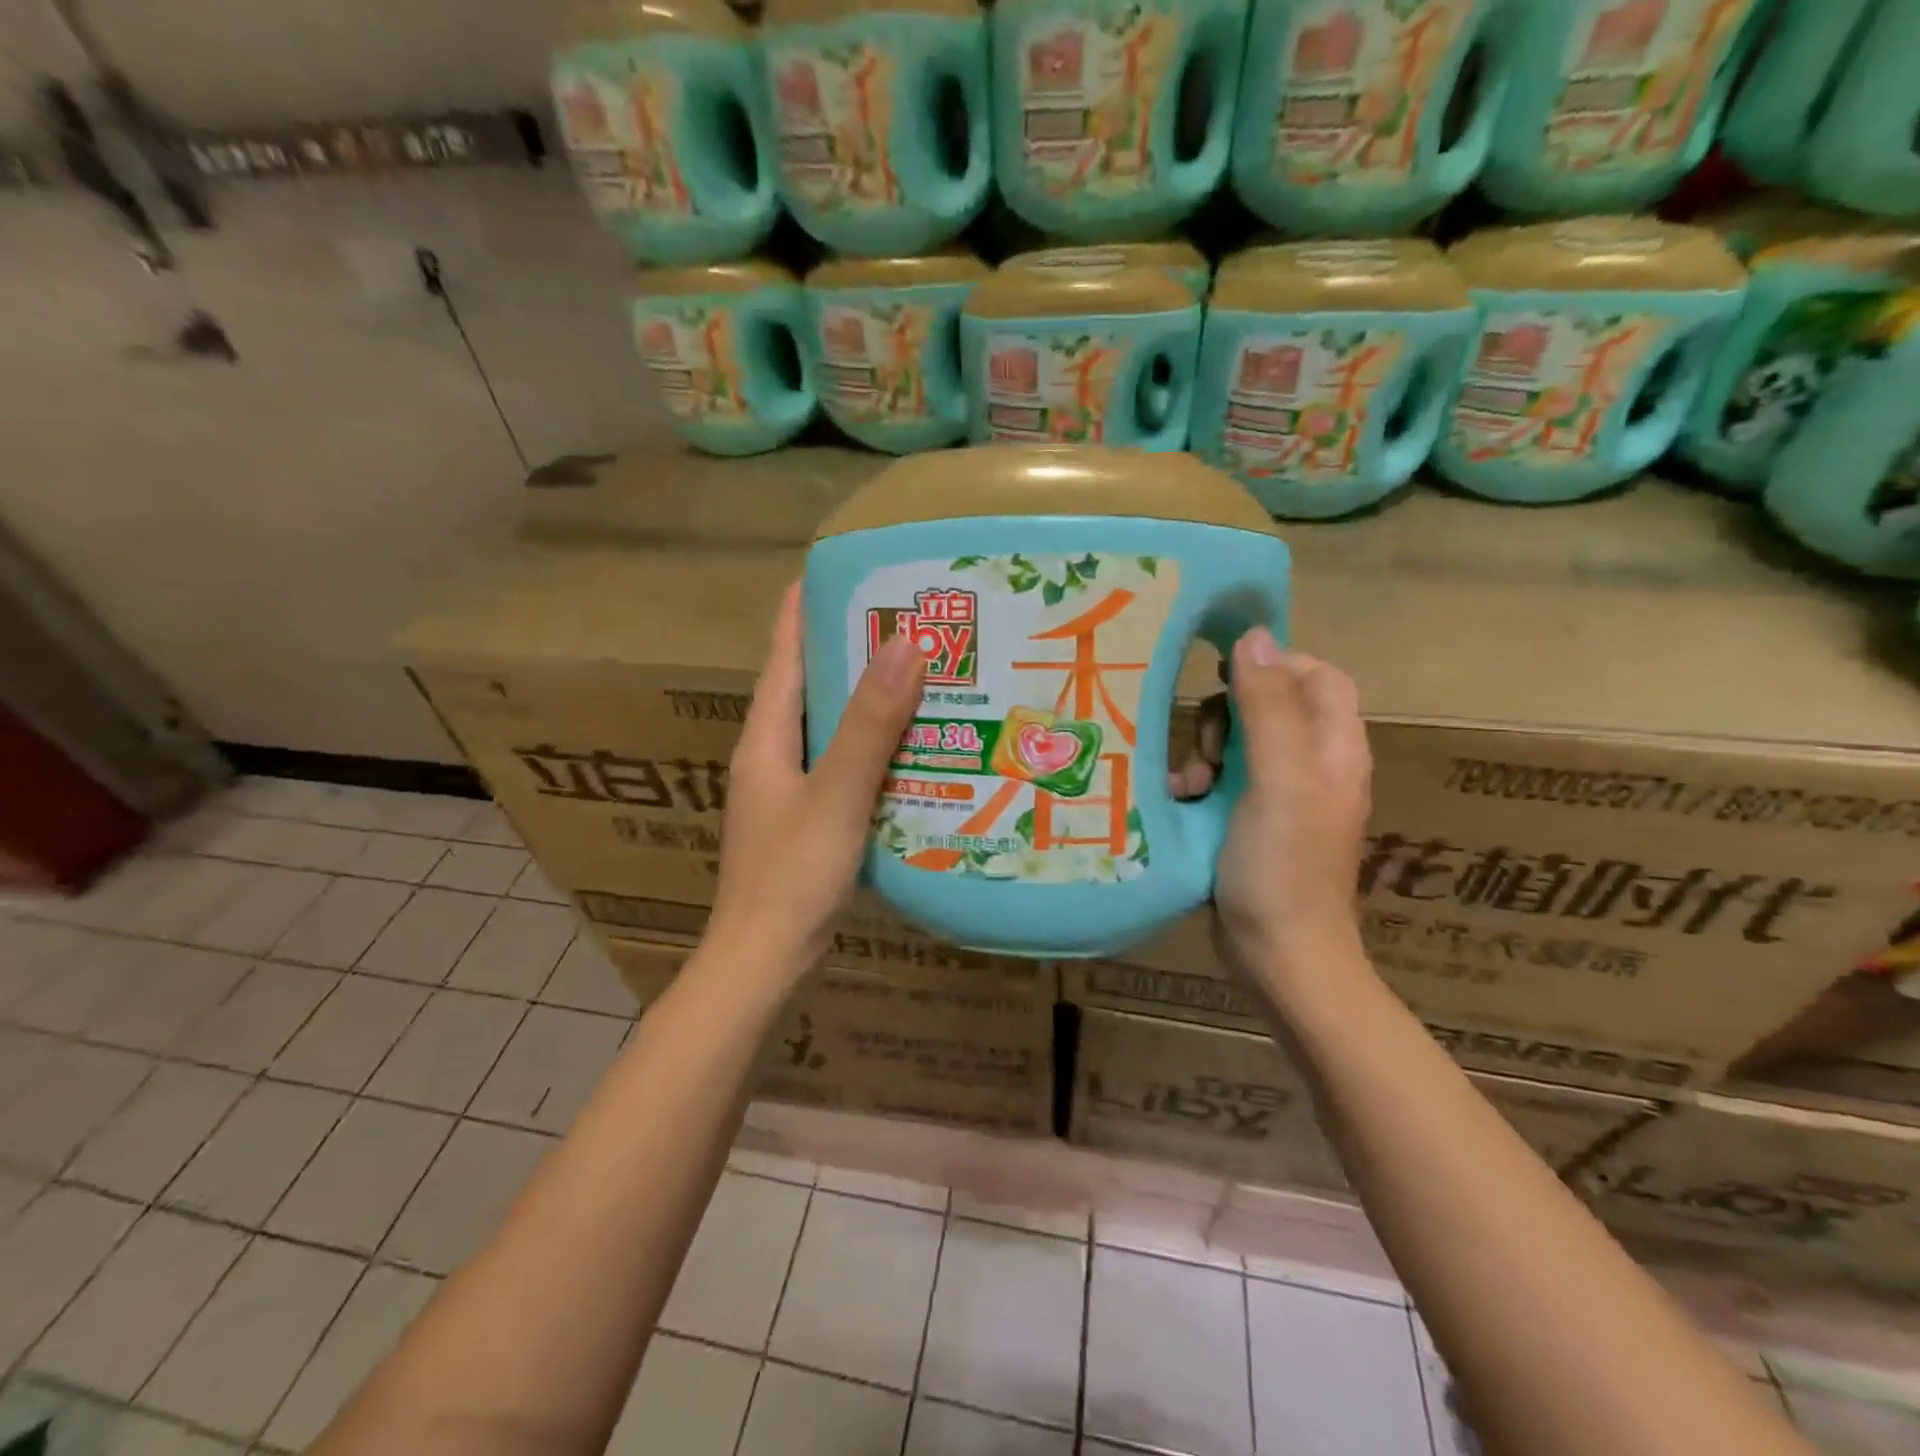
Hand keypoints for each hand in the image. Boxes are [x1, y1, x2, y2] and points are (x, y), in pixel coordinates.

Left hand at [708, 584, 924, 976]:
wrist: (764, 963)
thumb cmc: (792, 876)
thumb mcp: (836, 794)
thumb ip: (869, 723)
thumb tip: (904, 643)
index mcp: (766, 736)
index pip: (785, 653)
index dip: (807, 607)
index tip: (845, 570)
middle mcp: (773, 754)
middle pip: (810, 685)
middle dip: (852, 649)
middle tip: (909, 620)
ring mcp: (789, 790)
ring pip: (831, 727)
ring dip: (868, 699)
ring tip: (922, 674)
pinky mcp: (809, 820)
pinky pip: (844, 765)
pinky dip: (874, 747)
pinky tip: (915, 749)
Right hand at [1212, 628, 1372, 979]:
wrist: (1279, 956)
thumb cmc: (1283, 867)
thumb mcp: (1277, 780)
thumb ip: (1267, 708)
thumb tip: (1254, 635)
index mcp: (1334, 749)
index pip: (1317, 677)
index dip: (1275, 666)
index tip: (1225, 675)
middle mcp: (1313, 766)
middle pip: (1271, 706)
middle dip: (1230, 716)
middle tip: (1209, 747)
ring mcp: (1281, 797)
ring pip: (1240, 743)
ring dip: (1207, 751)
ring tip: (1190, 783)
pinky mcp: (1251, 822)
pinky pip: (1222, 780)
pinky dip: (1199, 783)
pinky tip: (1181, 801)